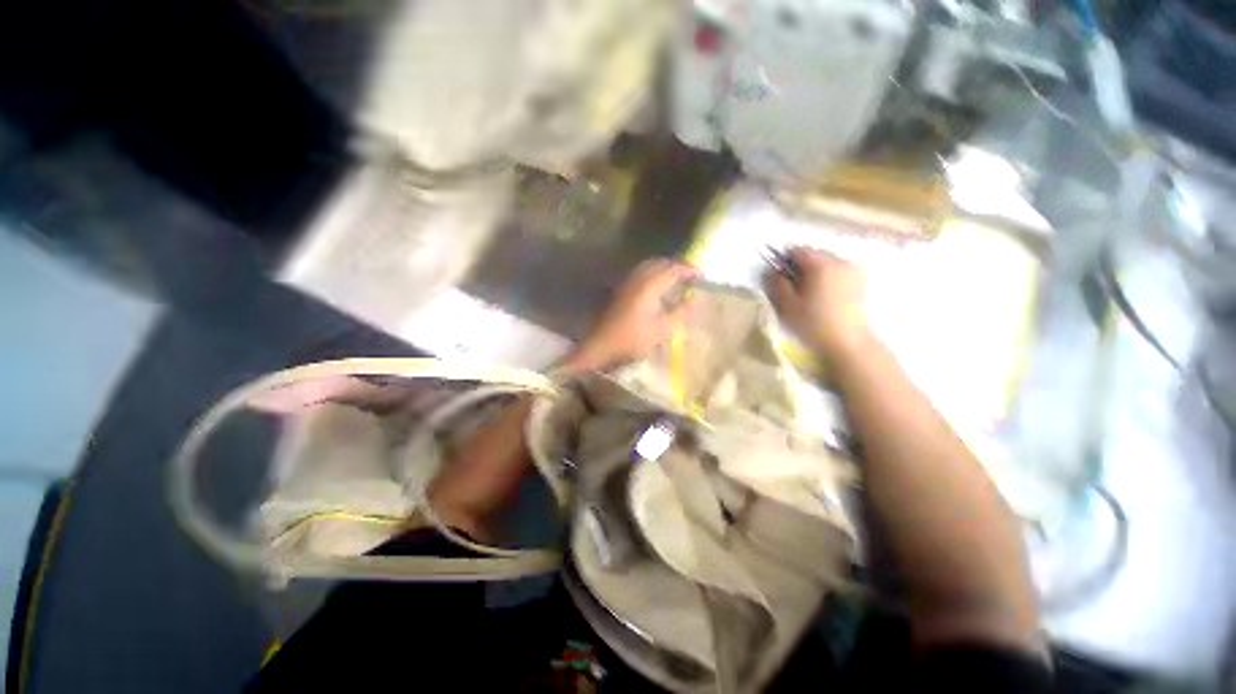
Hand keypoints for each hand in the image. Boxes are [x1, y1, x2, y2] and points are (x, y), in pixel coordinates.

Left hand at [565, 259, 698, 372]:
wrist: (602, 344)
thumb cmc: (633, 340)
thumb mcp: (662, 330)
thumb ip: (680, 313)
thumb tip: (694, 300)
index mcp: (650, 287)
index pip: (673, 270)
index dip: (689, 270)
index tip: (701, 276)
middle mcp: (638, 279)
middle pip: (660, 262)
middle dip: (677, 266)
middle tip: (690, 275)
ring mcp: (628, 283)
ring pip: (649, 265)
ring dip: (665, 268)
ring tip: (677, 279)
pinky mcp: (622, 289)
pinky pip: (641, 272)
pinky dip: (654, 273)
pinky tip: (658, 286)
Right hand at [768, 247, 870, 359]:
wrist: (848, 342)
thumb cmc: (813, 323)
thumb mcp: (787, 305)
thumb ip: (777, 283)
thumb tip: (773, 271)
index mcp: (820, 264)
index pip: (797, 250)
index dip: (784, 260)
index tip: (778, 276)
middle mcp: (839, 261)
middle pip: (814, 254)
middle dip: (801, 266)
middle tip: (792, 286)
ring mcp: (853, 271)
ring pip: (827, 263)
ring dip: (815, 272)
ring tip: (809, 293)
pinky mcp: (860, 283)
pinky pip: (838, 272)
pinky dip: (828, 279)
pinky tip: (824, 297)